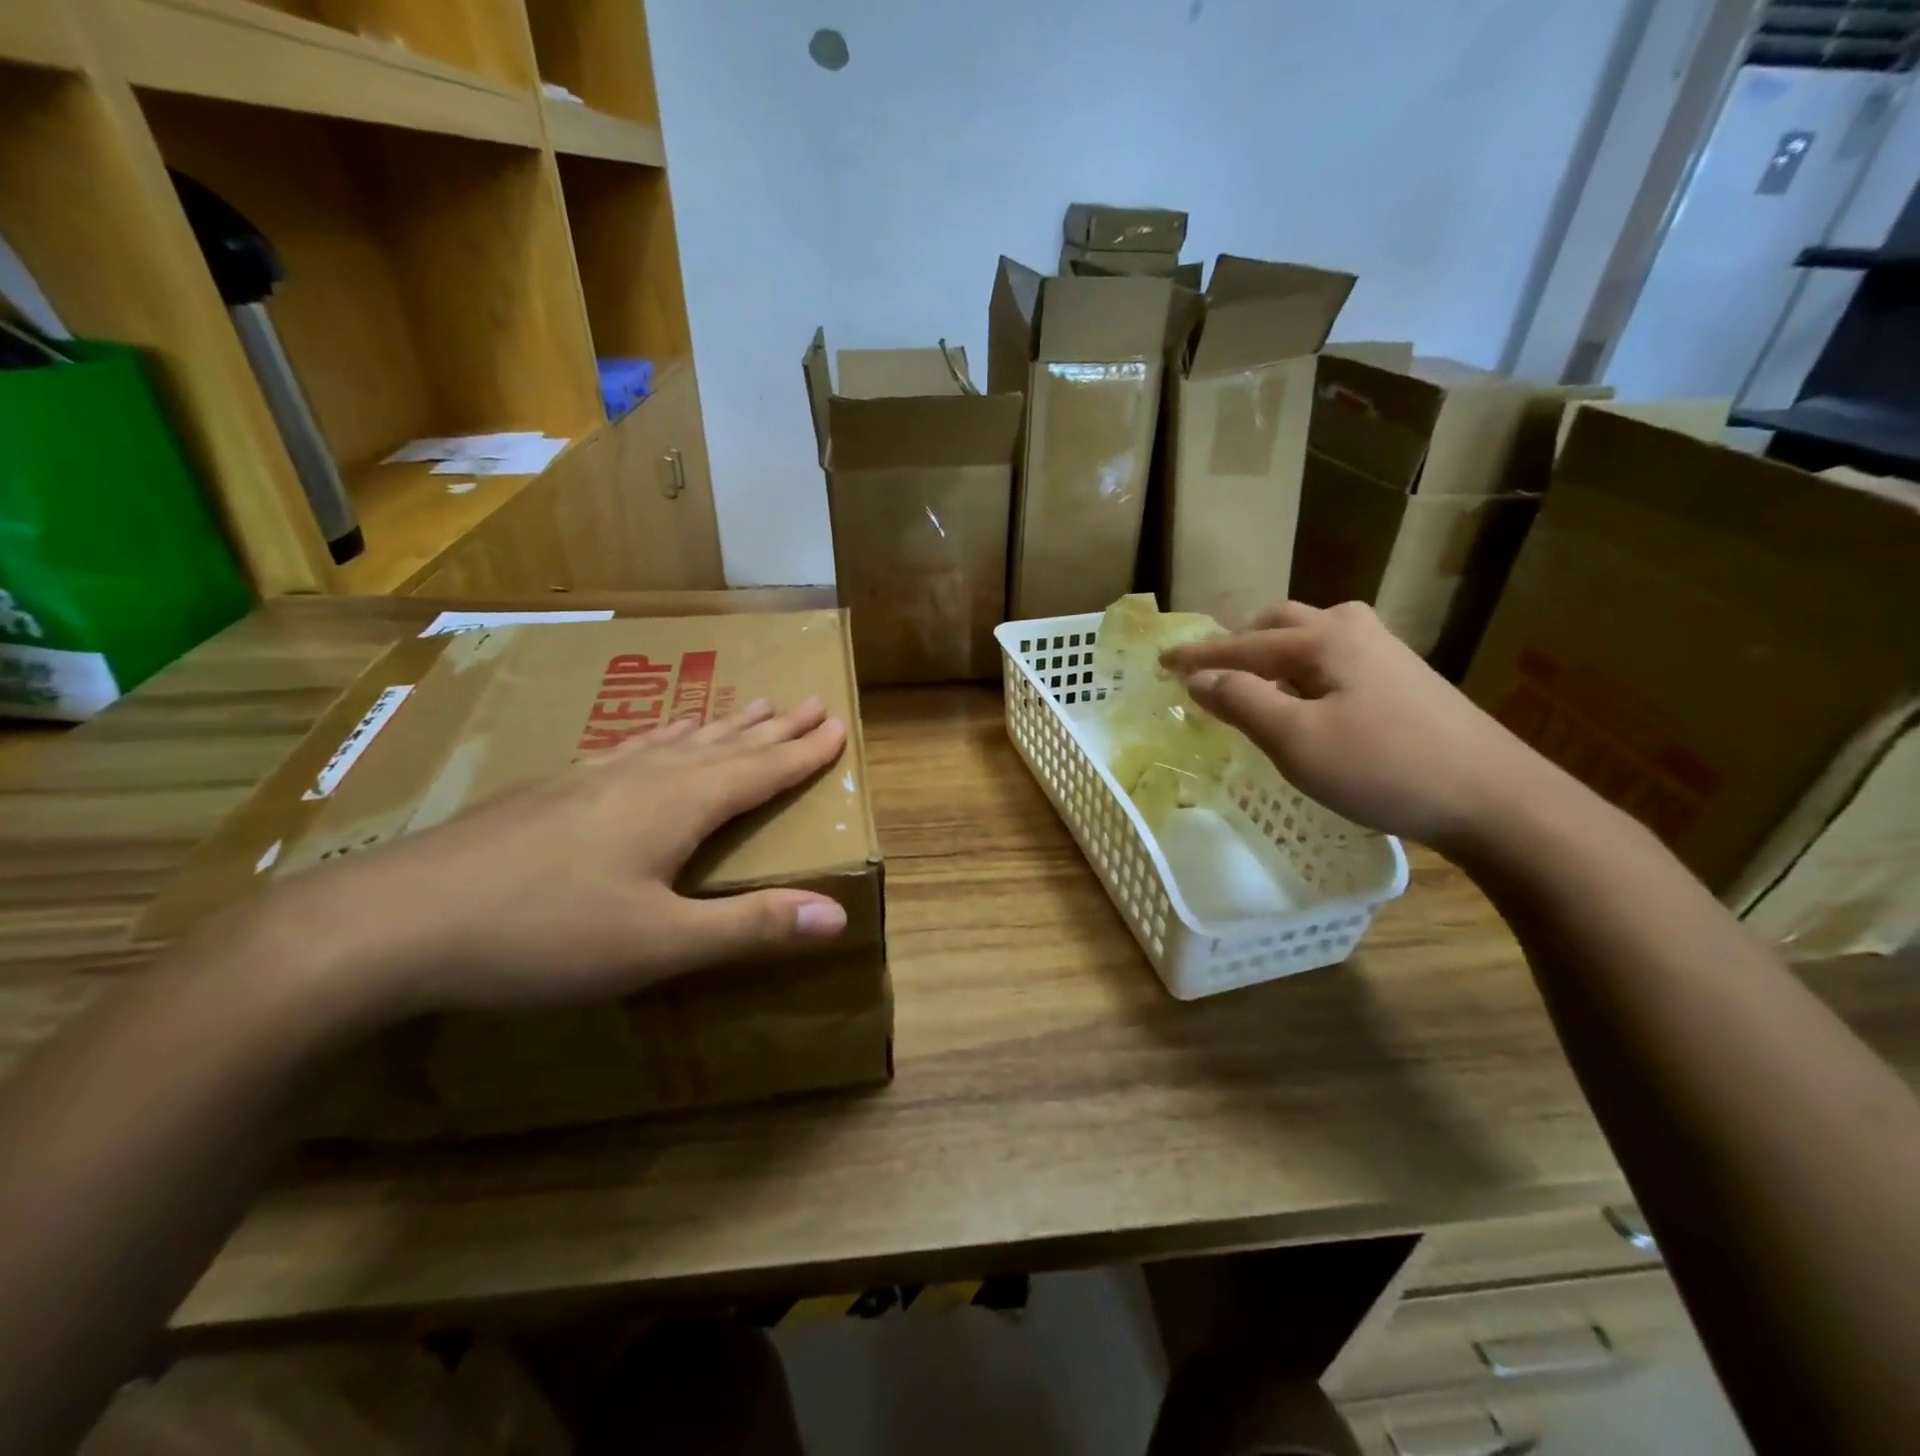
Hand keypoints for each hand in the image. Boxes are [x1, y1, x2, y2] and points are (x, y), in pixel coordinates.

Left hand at [247, 698, 850, 1023]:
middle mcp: (643, 777)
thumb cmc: (543, 936)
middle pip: (725, 744)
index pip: (759, 770)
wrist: (393, 921)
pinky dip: (662, 737)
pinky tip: (655, 739)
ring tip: (750, 705)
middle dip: (773, 728)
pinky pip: (630, 748)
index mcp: (678, 805)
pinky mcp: (552, 790)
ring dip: (722, 725)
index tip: (837, 724)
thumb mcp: (659, 944)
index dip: (803, 752)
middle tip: (808, 702)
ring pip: (677, 740)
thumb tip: (838, 914)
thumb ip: (750, 926)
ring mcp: (591, 777)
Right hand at [1161, 601, 1555, 853]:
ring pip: (1312, 637)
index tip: (1162, 662)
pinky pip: (1334, 659)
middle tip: (1212, 670)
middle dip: (1240, 643)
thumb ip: (1242, 701)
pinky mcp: (1405, 680)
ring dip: (1274, 653)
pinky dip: (1303, 670)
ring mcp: (1386, 652)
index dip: (1199, 655)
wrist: (1494, 797)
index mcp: (1323, 638)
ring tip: (1254, 684)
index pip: (1243, 643)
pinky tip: (1307, 700)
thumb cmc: (1383, 766)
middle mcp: (1354, 631)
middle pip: (1281, 622)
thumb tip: (1199, 678)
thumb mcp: (1296, 739)